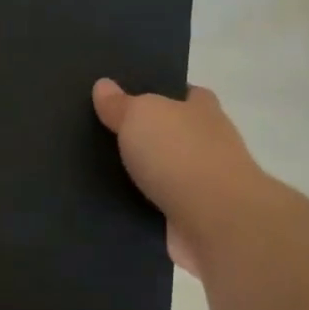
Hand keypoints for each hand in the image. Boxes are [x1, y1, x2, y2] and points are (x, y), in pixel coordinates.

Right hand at [92, 78, 266, 276]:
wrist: (217, 224)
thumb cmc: (181, 155)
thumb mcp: (141, 115)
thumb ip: (120, 103)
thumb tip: (103, 85)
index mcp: (202, 110)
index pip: (184, 94)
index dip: (160, 94)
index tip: (126, 98)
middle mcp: (207, 144)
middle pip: (171, 134)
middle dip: (142, 136)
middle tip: (96, 134)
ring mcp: (203, 185)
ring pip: (161, 173)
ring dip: (137, 175)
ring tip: (91, 171)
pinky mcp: (191, 220)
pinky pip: (156, 208)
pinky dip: (137, 207)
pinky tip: (106, 204)